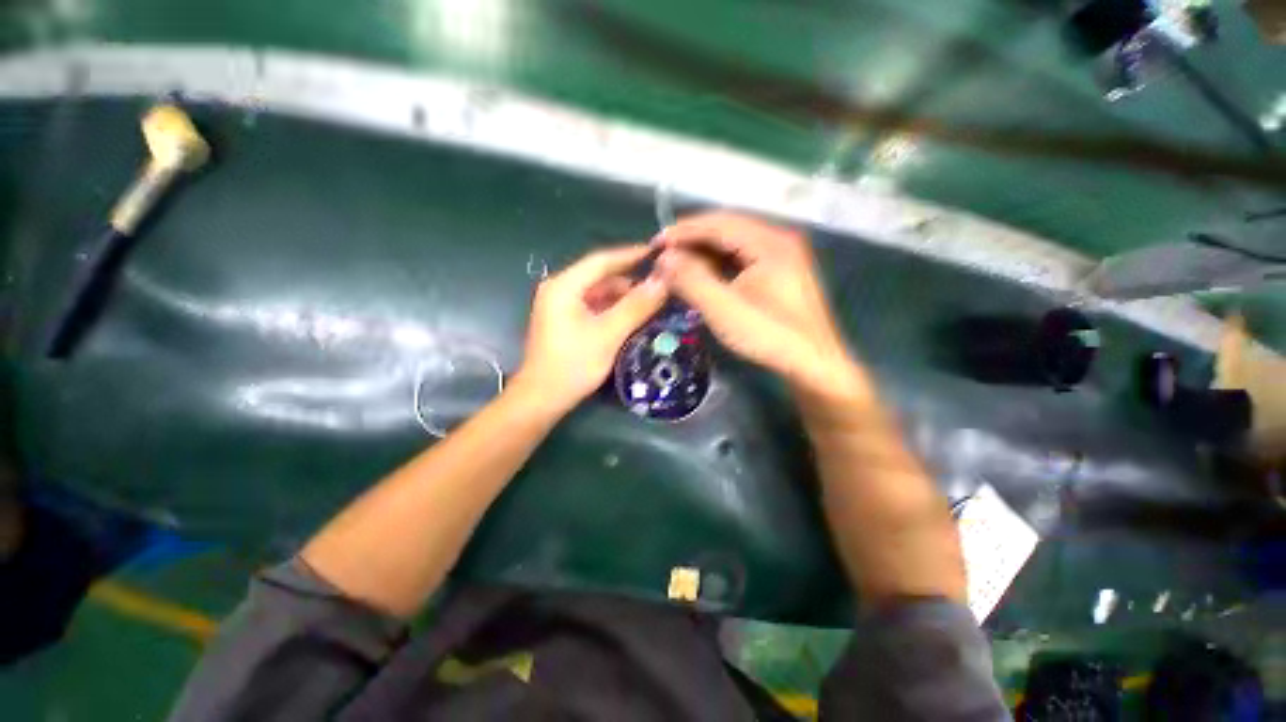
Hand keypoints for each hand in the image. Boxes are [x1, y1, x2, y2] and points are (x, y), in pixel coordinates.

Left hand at [516, 245, 666, 414]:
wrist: (542, 398)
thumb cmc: (573, 365)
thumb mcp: (608, 334)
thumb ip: (636, 306)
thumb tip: (663, 281)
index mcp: (564, 286)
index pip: (602, 260)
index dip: (631, 255)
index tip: (658, 253)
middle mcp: (560, 289)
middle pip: (601, 276)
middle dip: (631, 279)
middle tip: (661, 282)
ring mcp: (561, 306)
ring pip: (599, 293)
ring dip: (624, 296)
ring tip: (654, 299)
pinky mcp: (566, 321)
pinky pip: (595, 307)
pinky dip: (614, 309)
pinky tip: (634, 315)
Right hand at [655, 212, 861, 398]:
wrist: (814, 365)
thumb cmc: (769, 336)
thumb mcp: (724, 309)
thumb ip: (692, 280)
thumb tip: (664, 258)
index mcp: (770, 242)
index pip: (719, 223)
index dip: (684, 231)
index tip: (656, 243)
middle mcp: (779, 240)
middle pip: (728, 229)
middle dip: (693, 240)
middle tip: (664, 255)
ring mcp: (783, 256)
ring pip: (735, 244)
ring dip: (705, 252)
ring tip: (678, 264)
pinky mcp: (781, 273)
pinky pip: (744, 258)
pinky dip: (720, 264)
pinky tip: (704, 275)